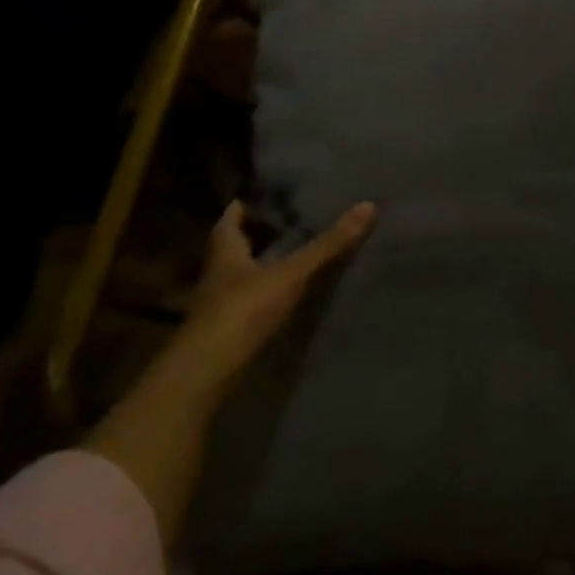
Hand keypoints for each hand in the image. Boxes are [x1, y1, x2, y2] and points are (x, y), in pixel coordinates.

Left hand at [172, 199, 377, 389]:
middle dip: (249, 240)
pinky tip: (281, 301)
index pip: (227, 225)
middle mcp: (217, 279)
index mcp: (226, 256)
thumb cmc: (243, 311)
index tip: (246, 200)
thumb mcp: (291, 274)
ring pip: (237, 281)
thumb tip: (368, 205)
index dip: (237, 212)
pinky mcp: (227, 337)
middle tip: (276, 226)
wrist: (206, 374)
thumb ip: (328, 245)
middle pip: (231, 252)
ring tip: (286, 260)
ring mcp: (219, 310)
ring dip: (256, 271)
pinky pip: (246, 308)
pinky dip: (262, 300)